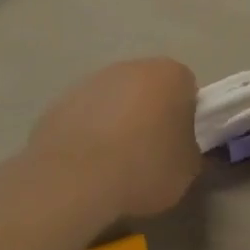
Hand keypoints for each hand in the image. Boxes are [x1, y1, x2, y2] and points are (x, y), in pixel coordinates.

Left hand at [29, 58, 201, 220]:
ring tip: (114, 162)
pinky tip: (87, 164)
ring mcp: (90, 81)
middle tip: (150, 151)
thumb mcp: (188, 170)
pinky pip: (85, 116)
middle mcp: (130, 67)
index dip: (186, 115)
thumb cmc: (144, 168)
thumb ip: (190, 150)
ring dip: (117, 121)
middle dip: (151, 113)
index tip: (179, 142)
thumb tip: (181, 149)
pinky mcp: (59, 102)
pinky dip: (89, 132)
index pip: (187, 88)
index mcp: (170, 75)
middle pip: (148, 88)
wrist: (74, 182)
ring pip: (114, 99)